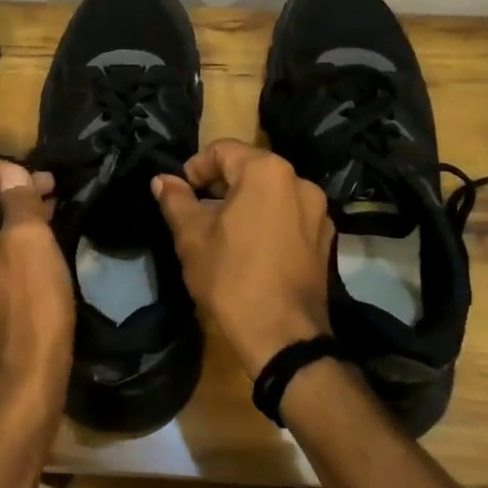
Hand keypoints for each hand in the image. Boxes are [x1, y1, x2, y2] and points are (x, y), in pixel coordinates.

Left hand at [0, 161, 74, 422]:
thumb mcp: (30, 238)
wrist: (26, 373)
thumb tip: (12, 175)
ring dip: (15, 208)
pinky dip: (15, 234)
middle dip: (9, 185)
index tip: (32, 176)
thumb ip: (18, 199)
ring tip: (53, 205)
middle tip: (50, 186)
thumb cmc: (30, 300)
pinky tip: (45, 237)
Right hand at [152, 139, 334, 378]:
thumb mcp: (192, 237)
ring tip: (224, 232)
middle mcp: (299, 181)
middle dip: (220, 185)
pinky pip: (290, 216)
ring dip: (246, 203)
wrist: (282, 337)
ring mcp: (318, 211)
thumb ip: (176, 200)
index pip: (223, 150)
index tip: (181, 193)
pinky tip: (253, 249)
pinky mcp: (326, 238)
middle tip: (198, 212)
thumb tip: (162, 179)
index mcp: (267, 171)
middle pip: (250, 168)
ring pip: (272, 193)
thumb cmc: (231, 277)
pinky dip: (269, 221)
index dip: (196, 167)